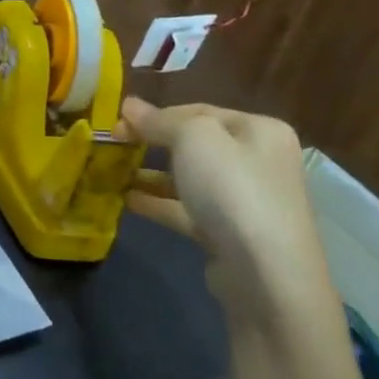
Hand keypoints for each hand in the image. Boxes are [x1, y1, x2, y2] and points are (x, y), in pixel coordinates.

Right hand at [119, 97, 338, 326]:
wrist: (265, 272)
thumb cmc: (232, 190)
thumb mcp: (193, 139)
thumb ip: (160, 119)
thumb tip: (129, 105)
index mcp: (259, 130)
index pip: (198, 111)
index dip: (155, 114)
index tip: (116, 123)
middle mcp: (258, 161)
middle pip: (194, 144)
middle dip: (152, 144)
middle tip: (113, 146)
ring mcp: (245, 199)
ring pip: (189, 178)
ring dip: (151, 175)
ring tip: (113, 174)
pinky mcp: (229, 232)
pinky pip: (187, 209)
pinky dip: (158, 203)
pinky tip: (128, 201)